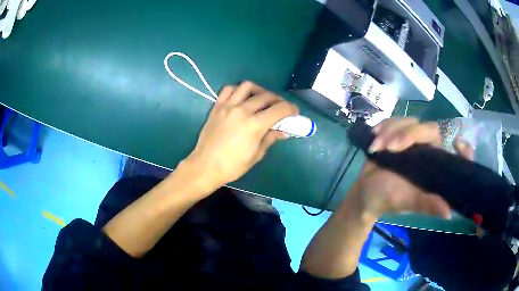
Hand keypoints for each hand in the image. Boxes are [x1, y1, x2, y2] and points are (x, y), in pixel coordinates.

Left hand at [184, 81, 298, 191]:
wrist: (206, 166)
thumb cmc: (233, 166)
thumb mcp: (256, 155)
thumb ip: (271, 138)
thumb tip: (284, 131)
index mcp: (254, 125)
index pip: (280, 109)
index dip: (291, 109)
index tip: (294, 112)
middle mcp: (242, 110)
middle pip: (266, 96)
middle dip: (279, 100)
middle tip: (281, 108)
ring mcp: (228, 106)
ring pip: (248, 86)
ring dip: (260, 90)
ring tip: (262, 99)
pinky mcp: (217, 106)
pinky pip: (229, 89)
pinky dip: (238, 90)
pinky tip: (242, 97)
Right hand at [350, 118, 451, 218]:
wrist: (366, 192)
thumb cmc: (388, 199)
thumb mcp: (409, 202)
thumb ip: (427, 204)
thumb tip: (448, 213)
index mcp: (435, 165)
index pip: (455, 152)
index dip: (463, 148)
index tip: (458, 145)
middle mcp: (428, 149)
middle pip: (429, 129)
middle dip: (408, 134)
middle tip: (390, 148)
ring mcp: (412, 139)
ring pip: (410, 122)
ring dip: (391, 131)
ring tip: (377, 148)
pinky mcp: (397, 133)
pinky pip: (395, 120)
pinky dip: (383, 127)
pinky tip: (375, 137)